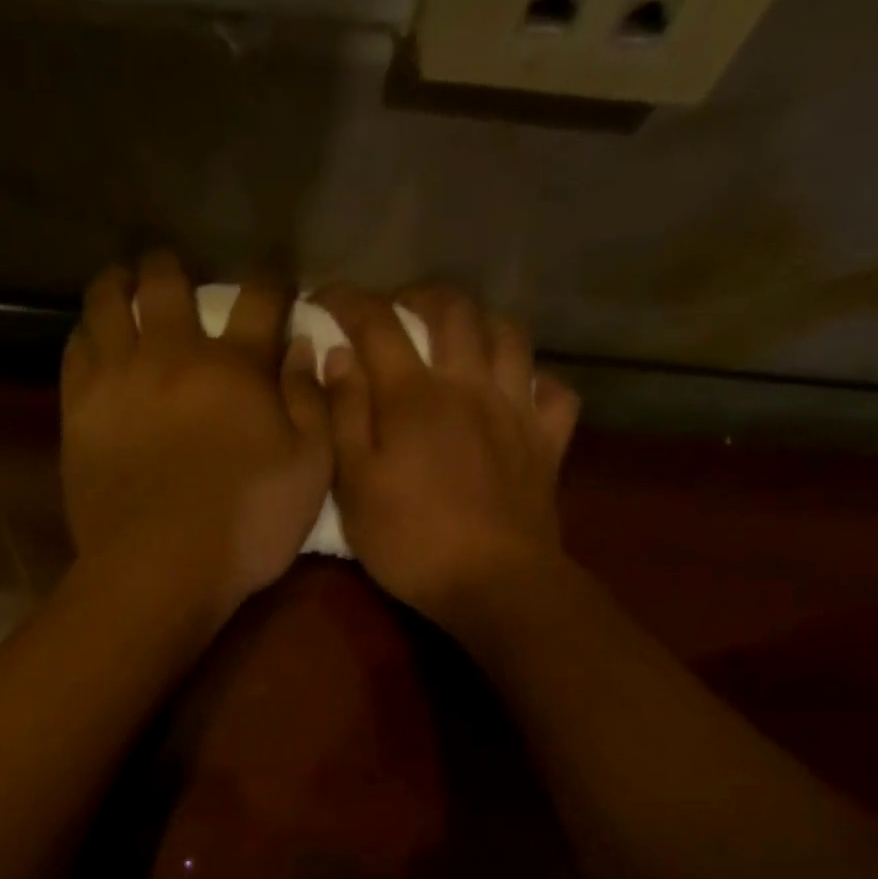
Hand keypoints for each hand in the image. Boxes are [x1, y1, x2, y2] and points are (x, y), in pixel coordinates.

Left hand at [60, 252, 332, 614]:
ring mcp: (119, 379)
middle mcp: (173, 355)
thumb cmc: (245, 525)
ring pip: (107, 304)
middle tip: (173, 270)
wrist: (160, 567)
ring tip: (120, 285)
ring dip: (116, 285)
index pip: (260, 300)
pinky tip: (90, 338)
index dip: (271, 282)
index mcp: (236, 368)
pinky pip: (75, 351)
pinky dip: (85, 334)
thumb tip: (303, 349)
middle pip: (167, 283)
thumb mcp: (310, 471)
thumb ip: (311, 404)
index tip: (275, 280)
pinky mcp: (79, 411)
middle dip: (173, 267)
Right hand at [313, 283, 579, 629]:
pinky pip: (553, 392)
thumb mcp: (354, 484)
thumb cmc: (409, 540)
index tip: (324, 298)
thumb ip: (344, 415)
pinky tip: (518, 392)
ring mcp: (516, 410)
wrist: (492, 583)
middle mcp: (469, 385)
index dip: (347, 300)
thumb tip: (338, 356)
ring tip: (460, 338)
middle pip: (454, 310)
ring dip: (481, 323)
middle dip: (420, 296)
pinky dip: (535, 381)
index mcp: (414, 396)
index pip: (377, 323)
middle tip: (398, 310)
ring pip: (510, 336)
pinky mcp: (547, 442)